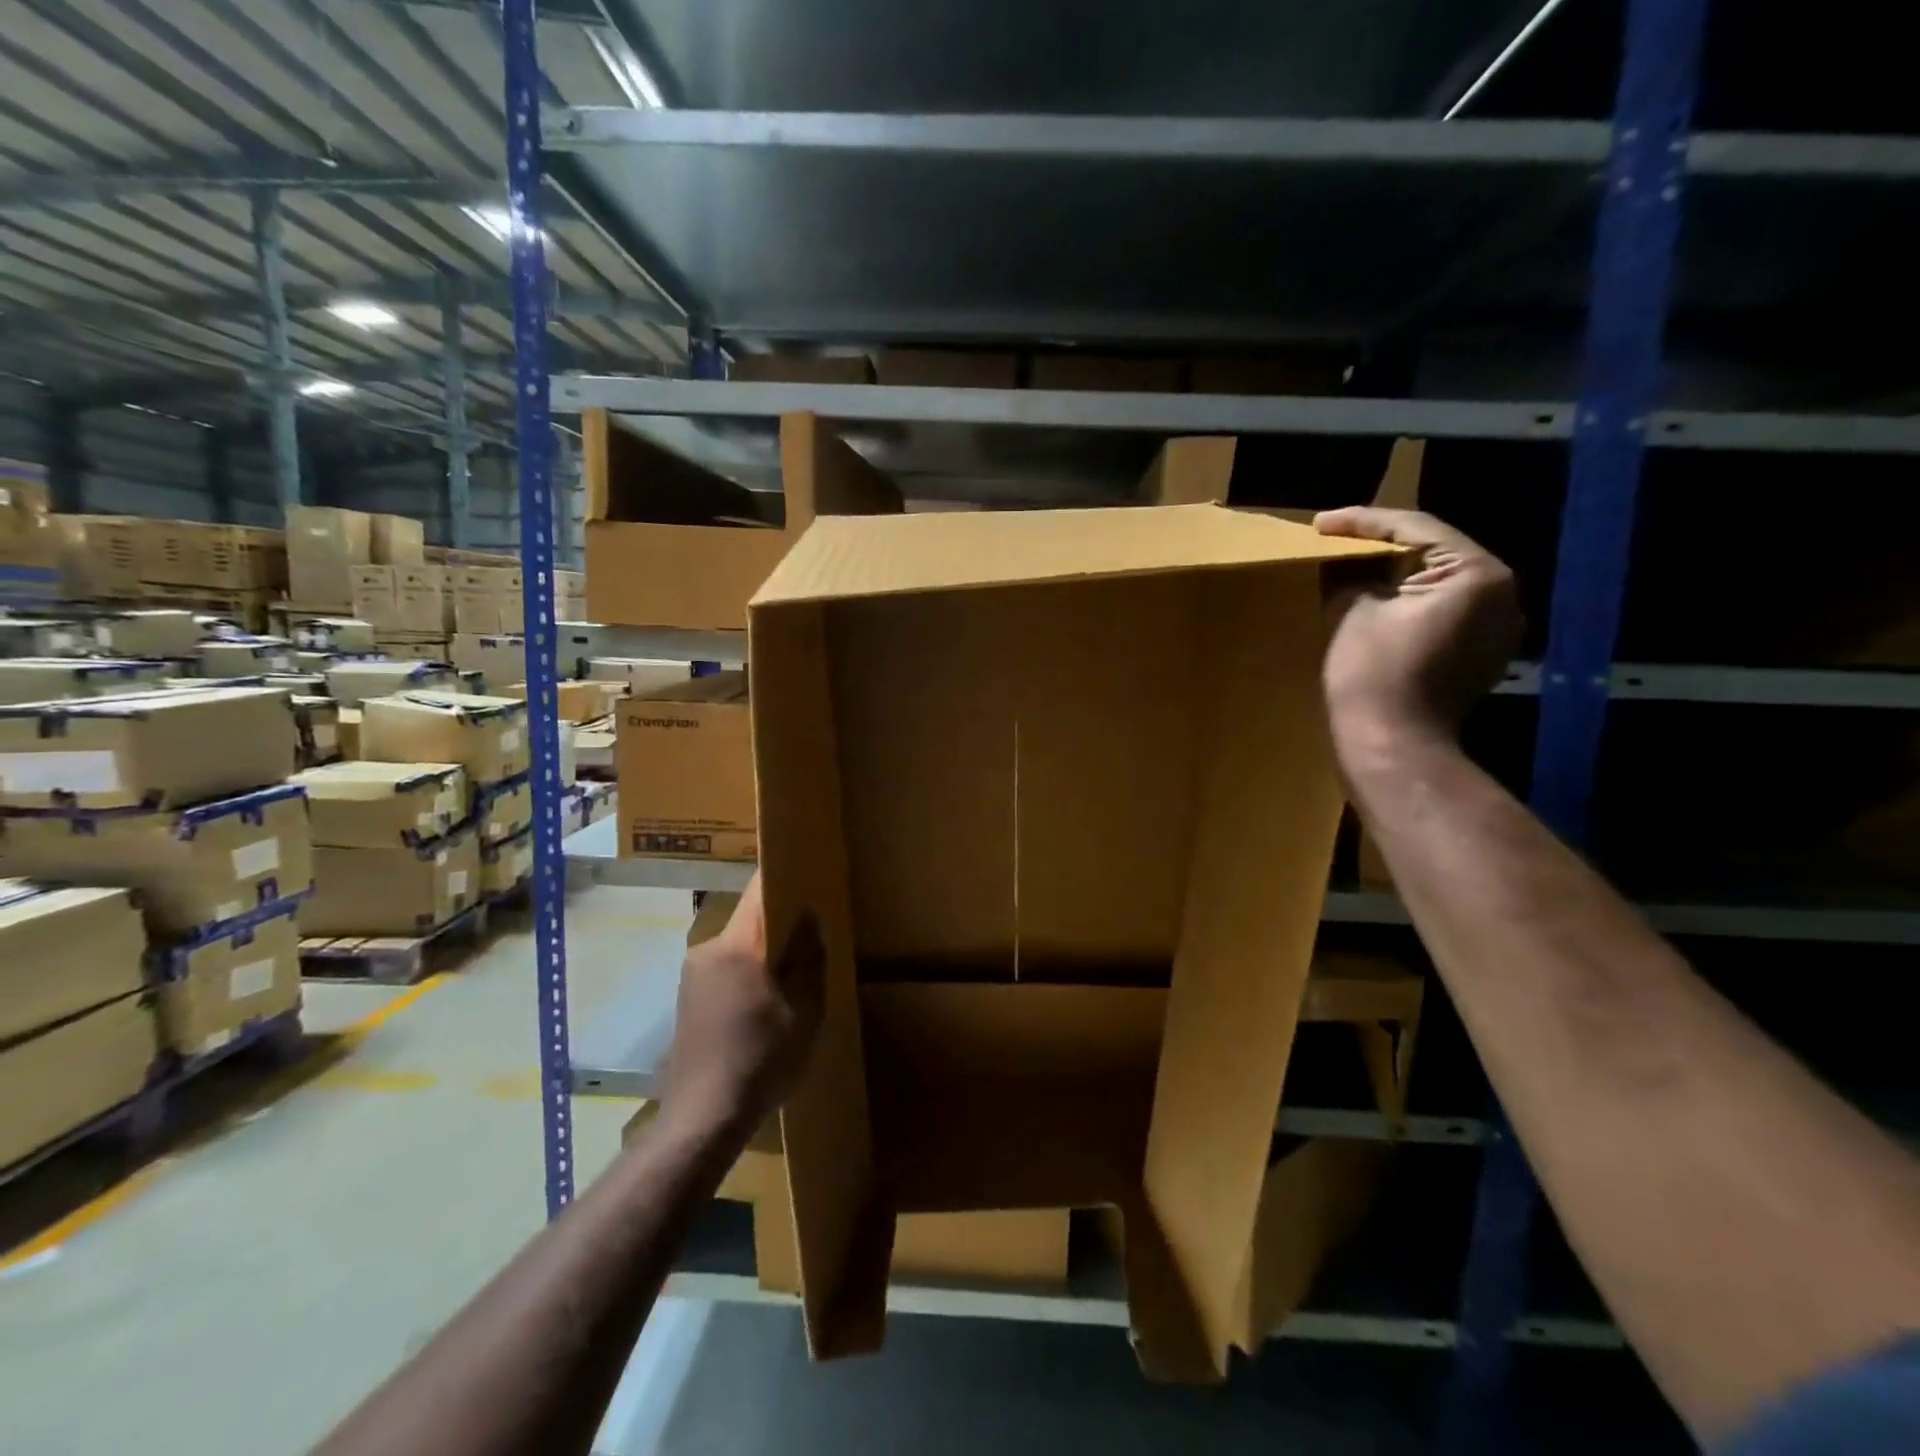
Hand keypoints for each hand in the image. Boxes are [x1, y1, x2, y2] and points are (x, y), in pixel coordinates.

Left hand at [660, 874, 823, 1137]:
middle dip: (780, 923)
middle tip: (812, 936)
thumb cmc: (763, 1060)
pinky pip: (725, 969)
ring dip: (763, 953)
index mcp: (737, 945)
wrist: (704, 1118)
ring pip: (738, 946)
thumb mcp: (805, 1011)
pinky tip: (764, 1006)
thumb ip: (809, 958)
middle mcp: (708, 949)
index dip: (786, 878)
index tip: (809, 875)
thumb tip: (809, 916)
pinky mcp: (687, 999)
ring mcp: (692, 975)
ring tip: (792, 977)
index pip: (760, 891)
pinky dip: (747, 975)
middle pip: (750, 919)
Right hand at [1314, 507, 1520, 763]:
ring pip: (1437, 585)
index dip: (1362, 522)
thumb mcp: (1353, 611)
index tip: (1320, 523)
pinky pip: (1442, 613)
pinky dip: (1408, 604)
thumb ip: (1350, 576)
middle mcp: (1501, 595)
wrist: (1392, 746)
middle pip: (1434, 554)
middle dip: (1382, 548)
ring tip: (1350, 570)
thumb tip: (1341, 563)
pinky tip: (1374, 604)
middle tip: (1336, 541)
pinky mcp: (1480, 656)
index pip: (1415, 529)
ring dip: (1395, 577)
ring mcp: (1496, 629)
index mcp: (1477, 574)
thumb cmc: (1374, 675)